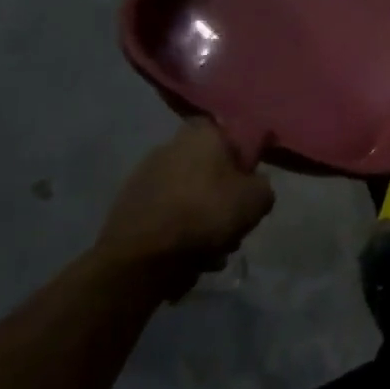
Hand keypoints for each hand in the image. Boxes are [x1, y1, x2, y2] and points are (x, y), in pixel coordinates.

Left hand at [95, 120, 274, 299]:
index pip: (226, 131)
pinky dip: (180, 230)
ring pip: (189, 194)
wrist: (143, 257)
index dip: (241, 154)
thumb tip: (252, 185)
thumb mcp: (259, 198)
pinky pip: (167, 214)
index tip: (249, 180)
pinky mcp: (127, 206)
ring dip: (202, 215)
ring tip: (215, 246)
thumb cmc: (207, 214)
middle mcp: (169, 146)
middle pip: (207, 167)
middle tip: (235, 219)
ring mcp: (144, 176)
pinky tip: (191, 255)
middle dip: (222, 192)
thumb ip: (262, 183)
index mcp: (201, 135)